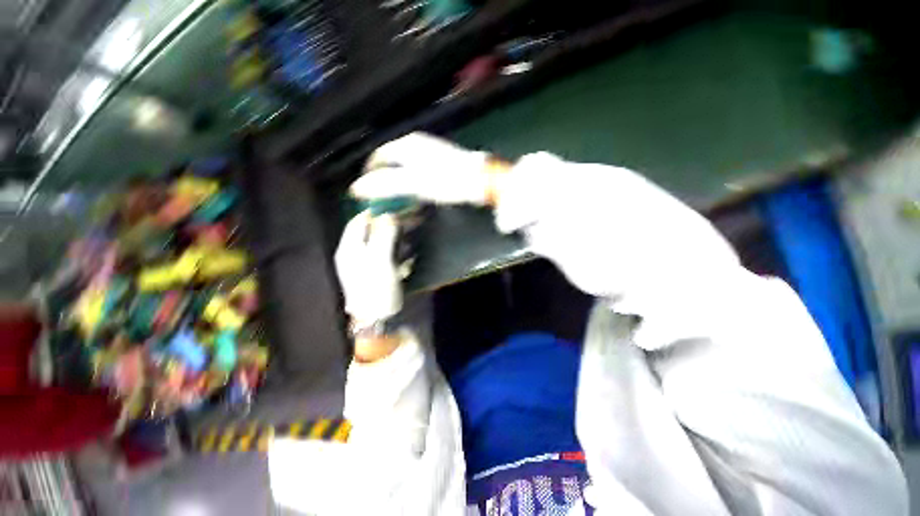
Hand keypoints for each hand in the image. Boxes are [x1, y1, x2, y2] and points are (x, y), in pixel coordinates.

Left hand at [335, 212, 401, 328]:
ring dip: (394, 236)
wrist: (379, 320)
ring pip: (379, 243)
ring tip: (410, 233)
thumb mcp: (381, 260)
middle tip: (406, 219)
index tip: (394, 206)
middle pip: (369, 231)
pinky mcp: (377, 274)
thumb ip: (384, 235)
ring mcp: (366, 265)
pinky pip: (386, 254)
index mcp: (349, 249)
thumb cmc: (377, 289)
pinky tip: (408, 251)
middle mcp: (354, 255)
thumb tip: (389, 215)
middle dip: (387, 224)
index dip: (374, 212)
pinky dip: (396, 249)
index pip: (358, 222)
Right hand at [352, 132, 498, 205]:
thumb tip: (357, 188)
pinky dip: (412, 186)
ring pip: (404, 169)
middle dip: (385, 182)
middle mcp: (416, 144)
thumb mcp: (414, 183)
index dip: (370, 175)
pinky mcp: (439, 163)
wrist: (480, 180)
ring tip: (399, 202)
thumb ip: (386, 184)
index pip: (378, 157)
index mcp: (407, 145)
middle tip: (384, 201)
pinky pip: (417, 174)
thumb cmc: (447, 180)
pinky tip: (416, 196)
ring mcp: (429, 152)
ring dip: (399, 185)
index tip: (368, 194)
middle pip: (391, 163)